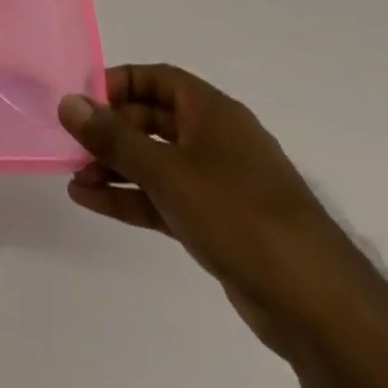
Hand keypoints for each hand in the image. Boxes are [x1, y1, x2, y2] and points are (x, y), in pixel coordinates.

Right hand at [58, 65, 382, 358]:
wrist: (320, 308)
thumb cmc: (240, 216)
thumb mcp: (167, 171)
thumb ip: (112, 137)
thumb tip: (67, 103)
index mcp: (213, 114)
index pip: (157, 79)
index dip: (117, 83)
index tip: (80, 101)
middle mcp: (216, 141)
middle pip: (150, 120)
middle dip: (109, 131)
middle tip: (71, 144)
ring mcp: (218, 184)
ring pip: (154, 161)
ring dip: (114, 166)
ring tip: (73, 178)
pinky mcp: (216, 223)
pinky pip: (162, 197)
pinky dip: (130, 196)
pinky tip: (91, 202)